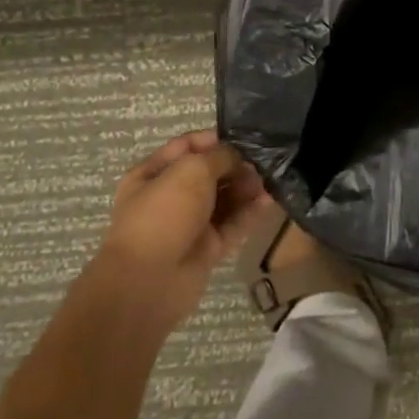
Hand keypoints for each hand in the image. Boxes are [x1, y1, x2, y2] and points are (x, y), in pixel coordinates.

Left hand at [97, 130, 270, 334]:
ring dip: (246, 188)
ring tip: (269, 180)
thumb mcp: (192, 170)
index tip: (242, 138)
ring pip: (224, 198)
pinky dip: (250, 212)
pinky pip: (233, 223)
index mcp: (153, 174)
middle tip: (261, 162)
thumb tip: (239, 158)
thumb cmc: (164, 213)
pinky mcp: (208, 247)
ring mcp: (190, 223)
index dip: (214, 140)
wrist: (149, 281)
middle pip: (209, 173)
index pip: (187, 147)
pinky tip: (269, 200)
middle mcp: (171, 196)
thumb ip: (220, 156)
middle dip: (235, 165)